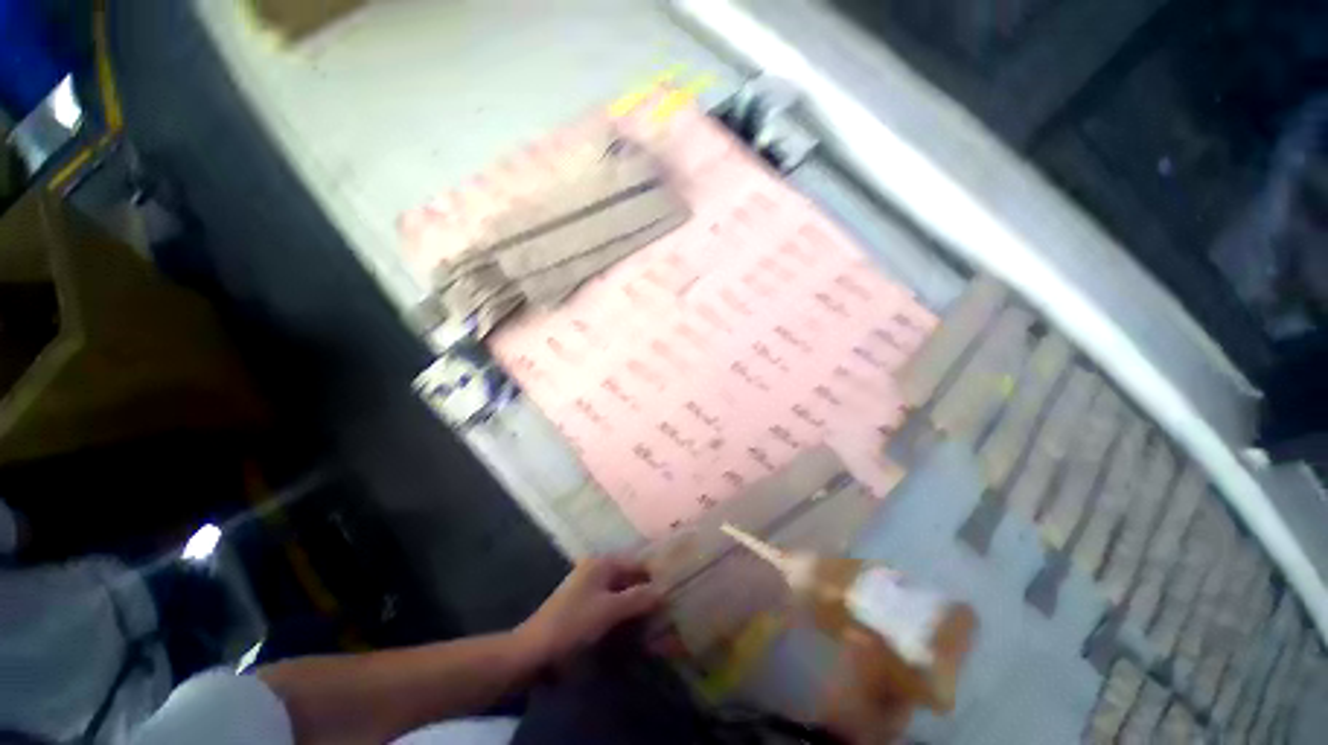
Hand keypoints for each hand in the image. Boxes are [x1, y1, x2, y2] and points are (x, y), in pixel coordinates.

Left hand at [514, 556, 663, 667]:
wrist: (534, 649)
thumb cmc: (574, 623)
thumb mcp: (610, 610)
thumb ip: (638, 598)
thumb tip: (664, 590)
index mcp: (603, 562)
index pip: (638, 564)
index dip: (655, 578)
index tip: (671, 594)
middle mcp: (596, 567)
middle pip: (629, 576)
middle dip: (645, 591)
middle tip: (664, 610)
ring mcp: (588, 585)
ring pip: (620, 590)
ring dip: (634, 603)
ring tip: (651, 619)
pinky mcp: (583, 602)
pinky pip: (610, 601)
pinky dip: (621, 610)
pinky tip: (630, 625)